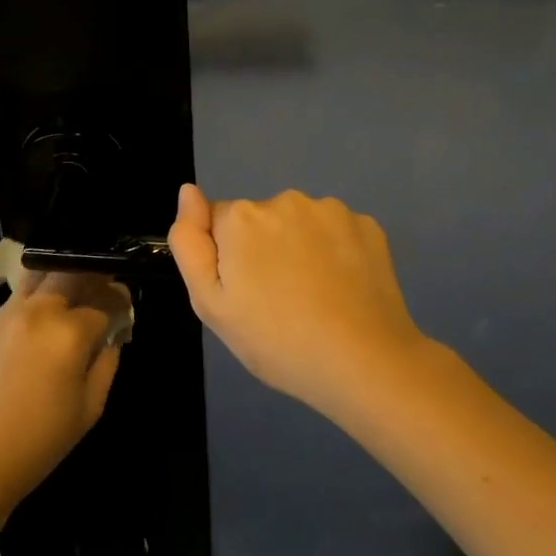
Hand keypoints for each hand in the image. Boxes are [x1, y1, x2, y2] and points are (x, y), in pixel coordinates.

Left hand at [0, 271, 128, 536]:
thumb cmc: (37, 443)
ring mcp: (5, 315)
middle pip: (71, 272)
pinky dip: (35, 300)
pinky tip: (39, 325)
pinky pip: (16, 299)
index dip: (119, 303)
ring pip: (39, 277)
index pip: (104, 301)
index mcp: (68, 332)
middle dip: (92, 277)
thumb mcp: (88, 410)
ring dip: (60, 281)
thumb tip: (111, 338)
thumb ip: (106, 364)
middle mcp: (38, 312)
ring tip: (70, 301)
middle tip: (100, 292)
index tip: (124, 308)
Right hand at [169, 185, 432, 418]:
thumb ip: (190, 242)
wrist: (364, 363)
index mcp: (241, 218)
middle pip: (259, 220)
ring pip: (299, 224)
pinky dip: (335, 252)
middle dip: (262, 249)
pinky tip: (343, 289)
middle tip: (277, 301)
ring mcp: (331, 210)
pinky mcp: (367, 225)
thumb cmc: (277, 341)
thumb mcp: (211, 305)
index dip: (227, 259)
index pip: (218, 223)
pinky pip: (335, 232)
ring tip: (313, 298)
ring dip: (299, 248)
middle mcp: (285, 199)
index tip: (245, 294)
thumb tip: (188, 191)